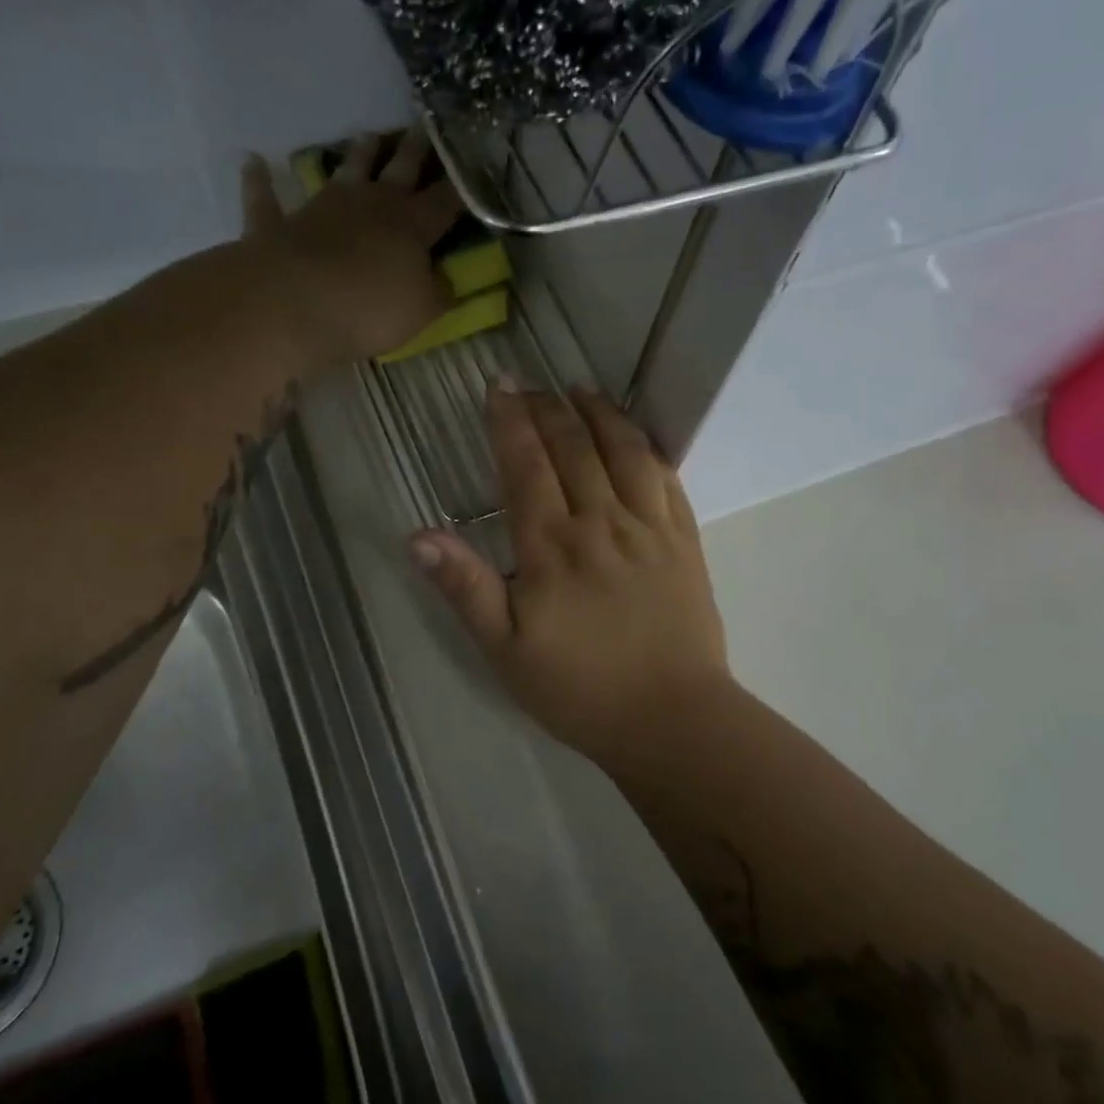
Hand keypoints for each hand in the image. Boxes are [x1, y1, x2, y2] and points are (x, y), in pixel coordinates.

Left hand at [241, 128, 460, 365]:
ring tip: (367, 135)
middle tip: (425, 125)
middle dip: (415, 150)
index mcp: (410, 227)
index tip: (472, 166)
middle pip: (399, 170)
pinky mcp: (278, 224)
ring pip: (345, 171)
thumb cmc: (369, 309)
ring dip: (357, 153)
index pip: (444, 202)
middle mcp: (369, 205)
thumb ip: (437, 293)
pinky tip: (253, 162)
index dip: (460, 186)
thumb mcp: (421, 311)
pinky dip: (259, 181)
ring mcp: (321, 208)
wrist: (293, 304)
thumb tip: (447, 282)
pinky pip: (266, 198)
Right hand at [411, 383, 733, 770]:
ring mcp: (649, 527)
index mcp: (551, 546)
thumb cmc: (580, 689)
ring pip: (624, 451)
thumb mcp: (504, 651)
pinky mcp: (684, 540)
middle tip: (531, 385)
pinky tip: (635, 436)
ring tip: (581, 390)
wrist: (671, 718)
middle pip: (573, 447)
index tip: (499, 387)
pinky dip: (647, 447)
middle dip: (548, 408)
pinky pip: (667, 478)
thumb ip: (464, 588)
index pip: (526, 465)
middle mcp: (601, 522)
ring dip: (600, 414)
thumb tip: (419, 535)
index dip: (510, 421)